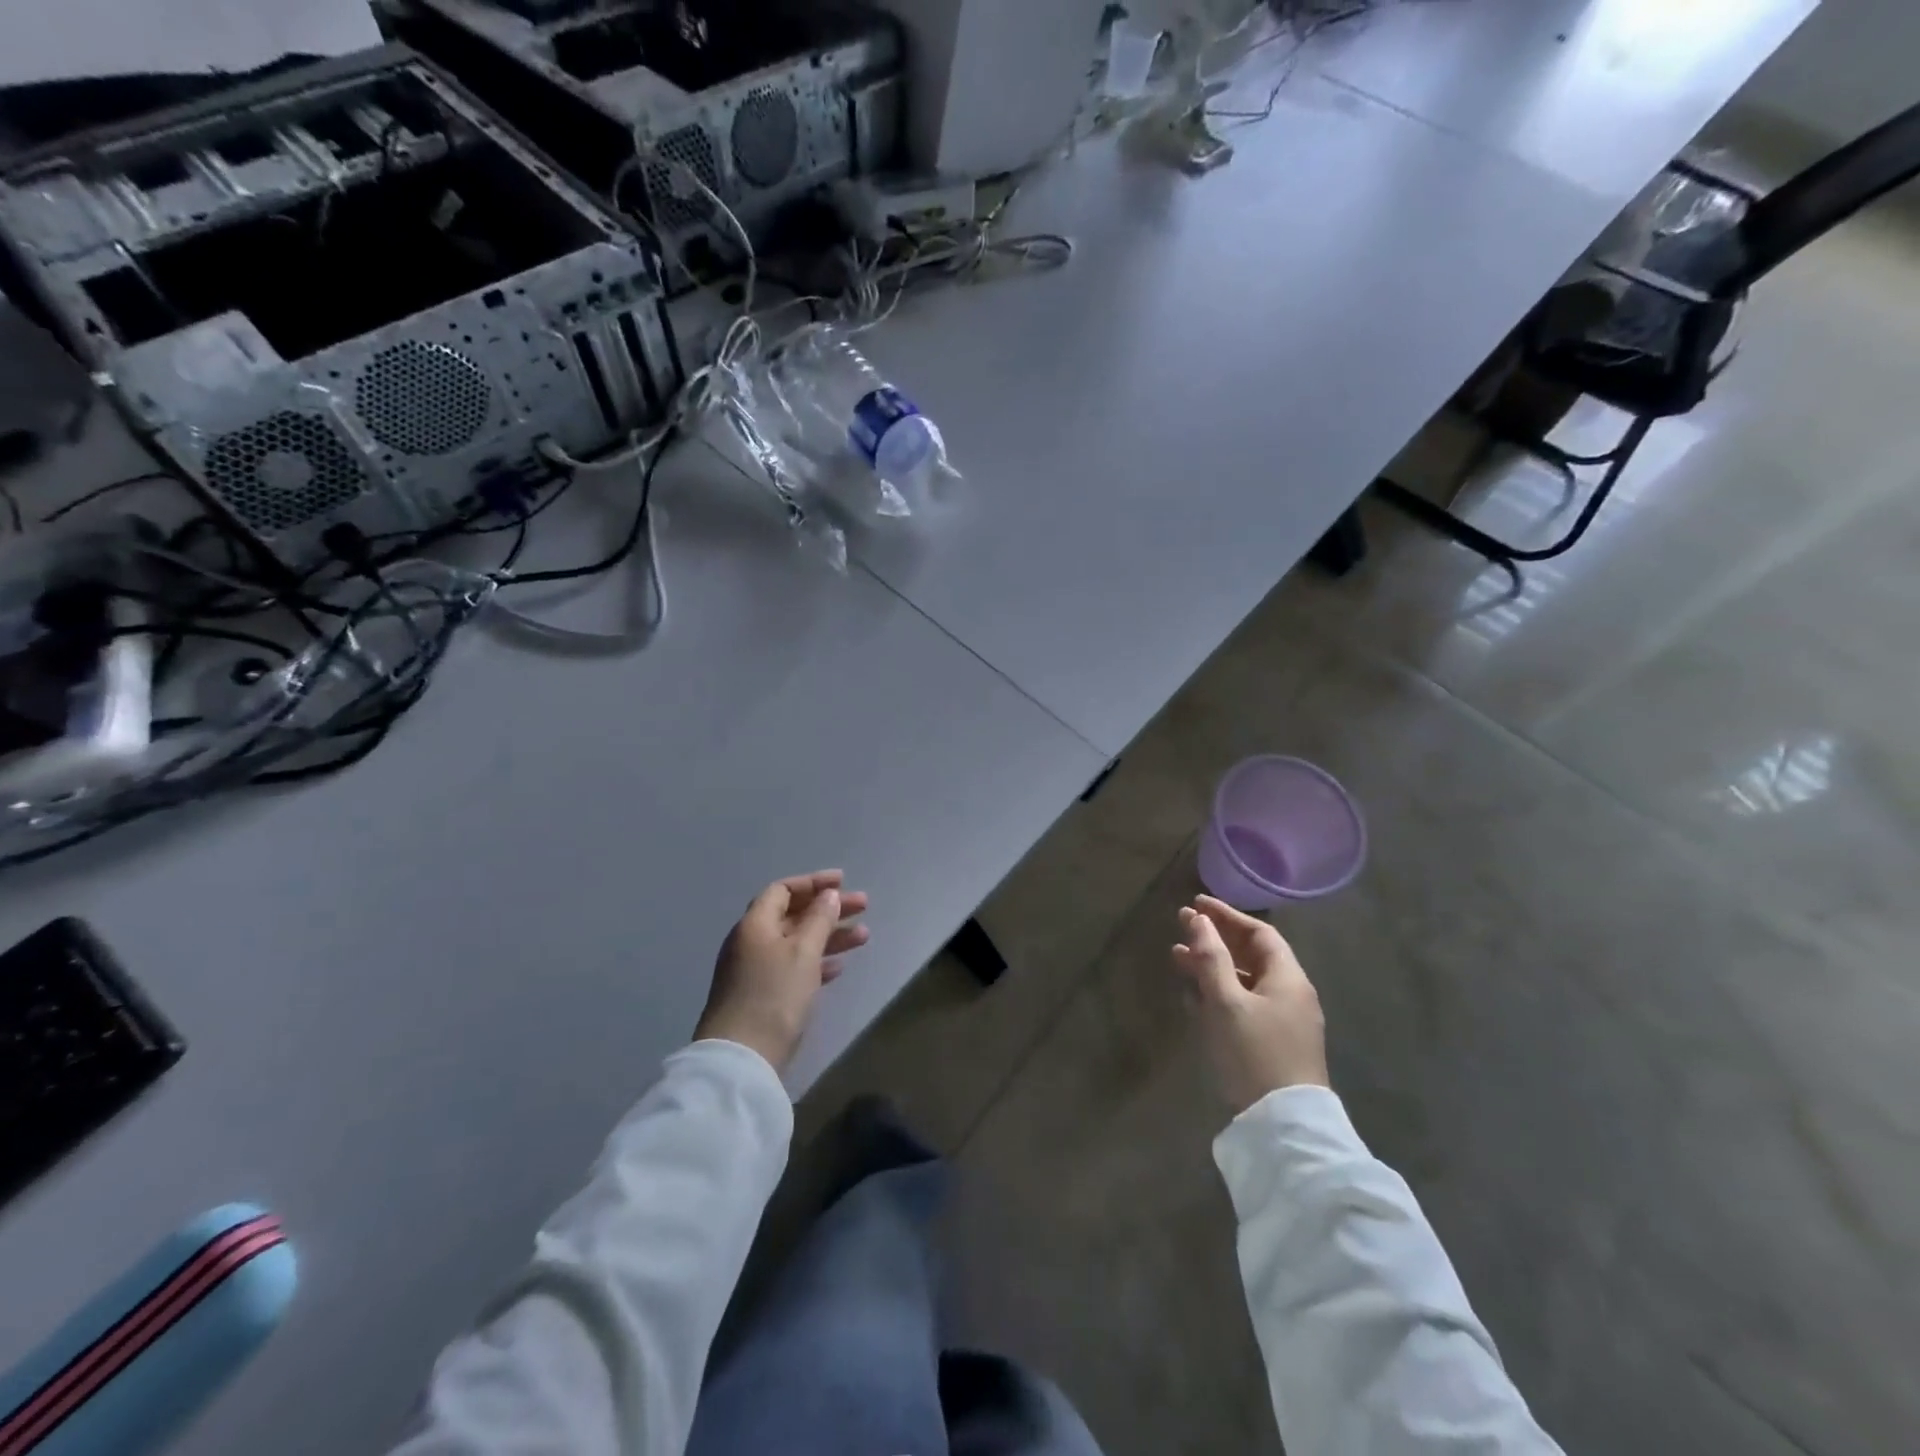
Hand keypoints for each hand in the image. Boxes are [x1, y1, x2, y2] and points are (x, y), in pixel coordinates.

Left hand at [696, 870, 870, 1071]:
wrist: (742, 1058)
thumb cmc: (774, 995)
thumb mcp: (803, 951)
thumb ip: (819, 919)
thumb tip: (828, 895)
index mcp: (755, 924)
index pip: (782, 890)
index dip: (813, 883)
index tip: (843, 882)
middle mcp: (751, 942)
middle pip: (793, 915)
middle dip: (828, 909)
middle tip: (863, 906)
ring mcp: (755, 971)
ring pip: (797, 942)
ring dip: (829, 936)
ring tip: (864, 937)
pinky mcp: (762, 996)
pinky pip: (794, 967)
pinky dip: (817, 962)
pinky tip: (839, 967)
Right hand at [1171, 895, 1328, 1112]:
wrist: (1283, 1127)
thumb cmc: (1254, 1053)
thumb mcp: (1226, 1001)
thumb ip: (1211, 958)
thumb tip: (1198, 919)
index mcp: (1288, 978)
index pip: (1259, 933)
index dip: (1227, 916)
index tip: (1196, 904)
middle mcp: (1290, 995)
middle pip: (1251, 956)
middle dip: (1215, 940)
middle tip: (1181, 927)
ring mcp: (1283, 1022)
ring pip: (1244, 982)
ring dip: (1212, 967)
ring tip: (1177, 959)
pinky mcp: (1271, 1045)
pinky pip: (1243, 1005)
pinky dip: (1218, 993)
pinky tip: (1193, 996)